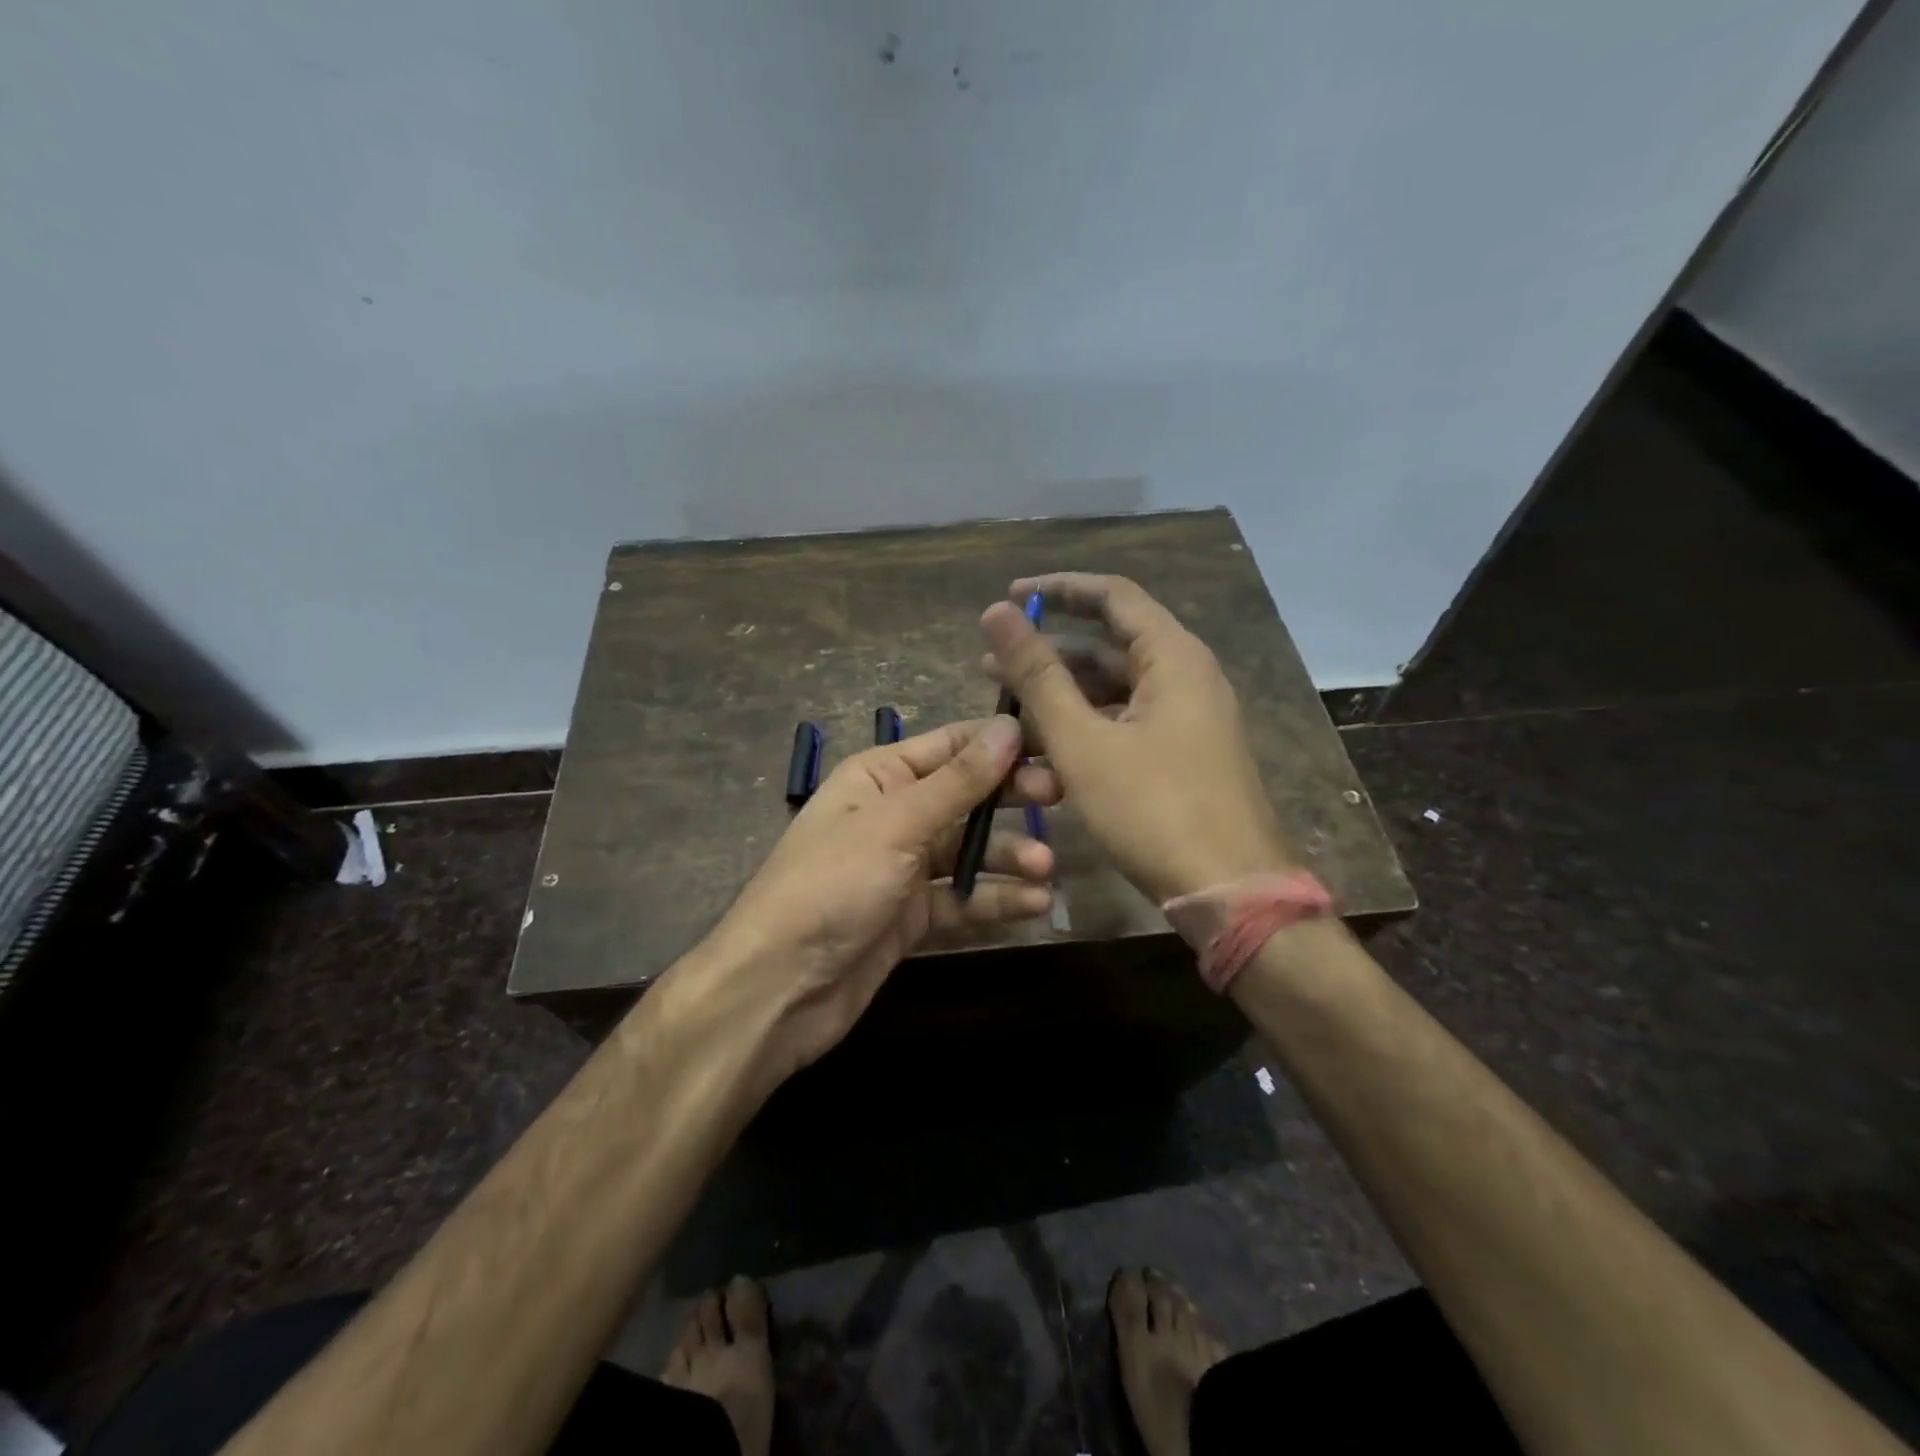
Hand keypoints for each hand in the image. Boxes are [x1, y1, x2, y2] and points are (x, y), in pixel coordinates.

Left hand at [695, 716, 1058, 1084]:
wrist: (778, 989)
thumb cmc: (831, 886)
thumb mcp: (896, 825)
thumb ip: (957, 781)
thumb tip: (1009, 728)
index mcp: (879, 776)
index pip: (951, 745)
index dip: (1001, 742)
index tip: (1055, 743)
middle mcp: (894, 815)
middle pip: (966, 796)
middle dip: (1010, 798)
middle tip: (1061, 798)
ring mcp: (904, 868)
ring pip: (969, 850)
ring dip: (1009, 856)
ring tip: (1047, 868)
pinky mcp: (913, 916)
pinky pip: (963, 898)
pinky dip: (995, 899)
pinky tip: (1034, 903)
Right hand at [981, 572, 1291, 904]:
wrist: (1230, 891)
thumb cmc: (1153, 808)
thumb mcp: (1082, 740)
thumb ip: (1037, 675)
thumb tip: (998, 613)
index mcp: (1174, 657)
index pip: (1113, 595)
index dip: (1059, 589)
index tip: (1010, 598)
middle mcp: (1187, 678)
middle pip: (1110, 645)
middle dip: (1048, 652)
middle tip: (991, 663)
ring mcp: (1189, 720)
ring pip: (1115, 691)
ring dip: (1062, 696)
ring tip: (1005, 710)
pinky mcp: (1183, 756)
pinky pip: (1127, 724)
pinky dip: (1086, 728)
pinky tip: (1045, 750)